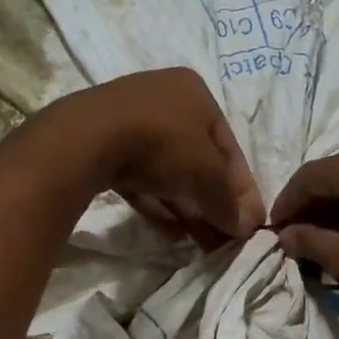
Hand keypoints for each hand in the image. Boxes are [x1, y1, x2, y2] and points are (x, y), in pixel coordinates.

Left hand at [66, 68, 264, 244]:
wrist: (88, 139)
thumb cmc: (163, 144)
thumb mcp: (207, 175)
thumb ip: (229, 202)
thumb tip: (247, 227)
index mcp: (195, 94)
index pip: (229, 148)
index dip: (243, 189)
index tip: (250, 223)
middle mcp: (165, 101)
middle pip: (199, 162)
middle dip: (214, 204)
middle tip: (226, 239)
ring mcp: (131, 123)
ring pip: (170, 174)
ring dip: (189, 210)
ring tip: (204, 245)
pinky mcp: (104, 148)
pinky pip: (141, 181)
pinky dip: (159, 206)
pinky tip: (174, 235)